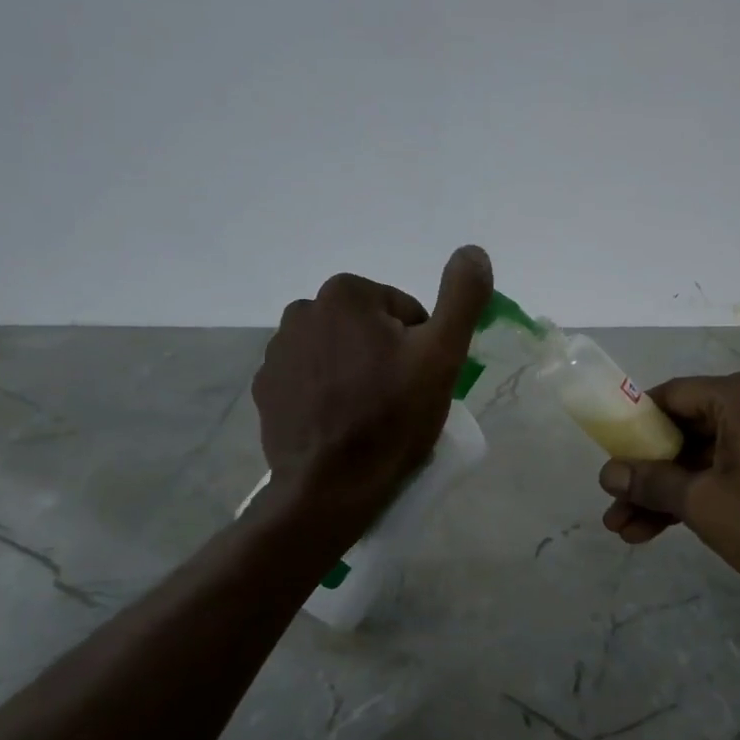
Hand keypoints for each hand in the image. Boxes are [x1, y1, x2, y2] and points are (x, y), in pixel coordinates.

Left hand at [254, 245, 491, 525]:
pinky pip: (310, 379)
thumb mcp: (442, 355)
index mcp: (345, 294)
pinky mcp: (266, 389)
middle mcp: (302, 311)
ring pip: (339, 353)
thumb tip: (473, 252)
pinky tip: (339, 425)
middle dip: (386, 356)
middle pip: (369, 329)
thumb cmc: (391, 418)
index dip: (421, 346)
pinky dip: (327, 393)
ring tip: (369, 416)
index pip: (404, 311)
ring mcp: (277, 352)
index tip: (419, 381)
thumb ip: (461, 297)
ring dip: (356, 373)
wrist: (330, 487)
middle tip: (398, 401)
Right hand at [598, 371, 739, 618]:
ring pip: (705, 458)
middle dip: (646, 472)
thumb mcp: (702, 502)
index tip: (607, 455)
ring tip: (625, 531)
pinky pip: (729, 473)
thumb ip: (650, 482)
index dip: (633, 425)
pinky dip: (698, 497)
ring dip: (667, 492)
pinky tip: (659, 530)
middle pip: (686, 430)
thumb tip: (606, 474)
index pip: (671, 395)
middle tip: (613, 504)